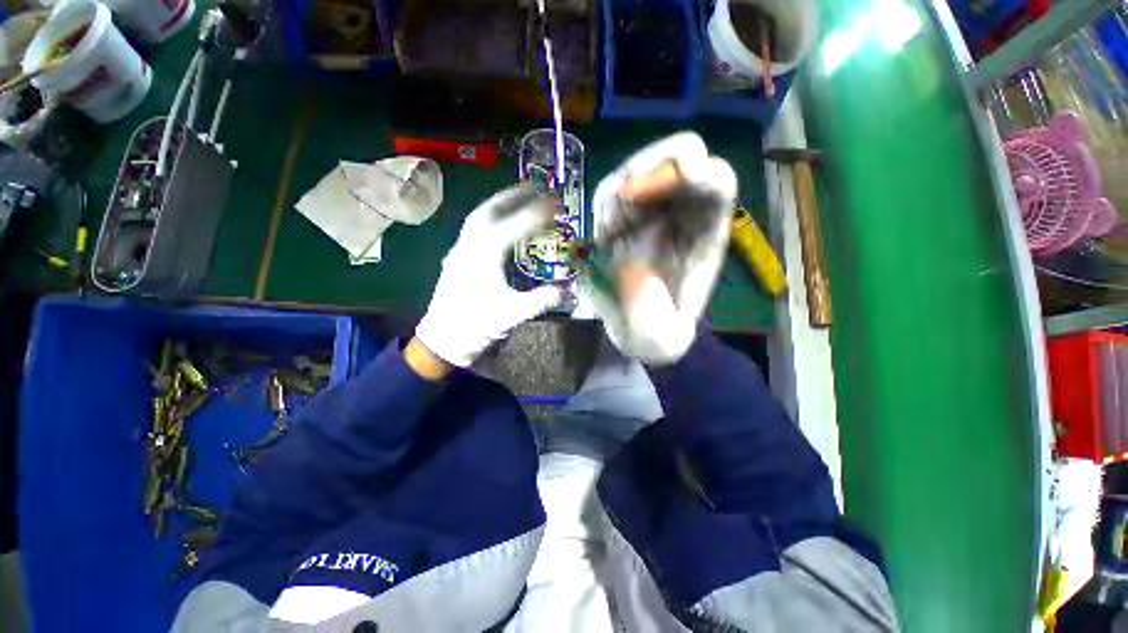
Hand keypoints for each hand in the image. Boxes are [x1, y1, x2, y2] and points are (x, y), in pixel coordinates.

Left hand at [415, 186, 564, 368]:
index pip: (515, 226)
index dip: (538, 214)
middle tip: (536, 187)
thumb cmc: (477, 326)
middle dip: (515, 196)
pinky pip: (474, 228)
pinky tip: (501, 222)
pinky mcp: (457, 258)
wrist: (443, 341)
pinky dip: (491, 218)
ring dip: (501, 203)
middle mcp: (469, 245)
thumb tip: (569, 289)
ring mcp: (460, 250)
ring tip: (520, 197)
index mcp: (484, 255)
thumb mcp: (513, 314)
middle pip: (491, 210)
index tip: (557, 204)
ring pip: (480, 216)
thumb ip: (542, 299)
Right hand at [589, 133, 737, 365]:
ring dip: (617, 192)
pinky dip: (602, 205)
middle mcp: (682, 214)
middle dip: (647, 168)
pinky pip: (612, 191)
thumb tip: (637, 272)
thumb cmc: (658, 335)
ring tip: (608, 235)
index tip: (655, 190)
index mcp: (706, 234)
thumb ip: (654, 314)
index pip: (716, 179)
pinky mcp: (625, 217)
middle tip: (619, 204)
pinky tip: (602, 236)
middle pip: (680, 154)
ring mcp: (652, 211)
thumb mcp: (663, 339)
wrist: (642, 330)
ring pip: (639, 168)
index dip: (695, 173)